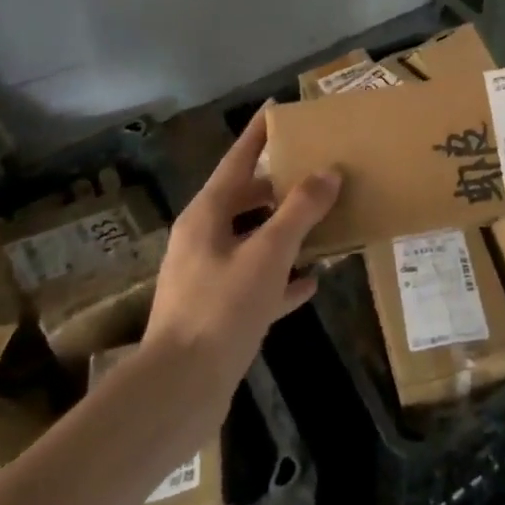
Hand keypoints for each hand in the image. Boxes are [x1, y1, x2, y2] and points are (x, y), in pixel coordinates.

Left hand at [143, 108, 339, 396]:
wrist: (176, 393)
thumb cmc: (220, 309)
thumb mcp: (268, 253)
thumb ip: (300, 210)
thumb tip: (328, 172)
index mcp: (207, 214)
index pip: (237, 159)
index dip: (258, 135)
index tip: (276, 111)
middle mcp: (203, 239)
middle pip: (246, 199)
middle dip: (280, 186)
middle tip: (317, 171)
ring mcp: (207, 277)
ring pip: (253, 240)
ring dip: (286, 231)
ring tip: (324, 220)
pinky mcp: (216, 313)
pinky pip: (256, 281)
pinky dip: (282, 277)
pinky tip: (312, 281)